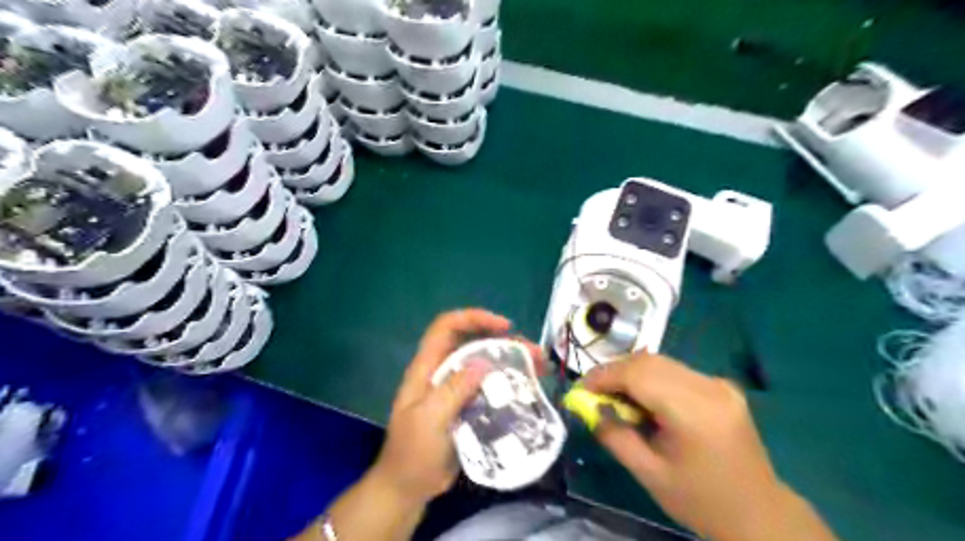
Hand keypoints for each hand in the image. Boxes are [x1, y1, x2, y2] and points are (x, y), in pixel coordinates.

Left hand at [375, 310, 539, 504]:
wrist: (409, 487)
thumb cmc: (412, 453)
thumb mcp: (428, 420)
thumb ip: (452, 390)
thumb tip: (482, 363)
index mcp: (427, 367)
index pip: (446, 327)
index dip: (473, 318)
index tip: (504, 326)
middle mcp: (443, 371)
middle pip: (473, 343)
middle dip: (504, 341)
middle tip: (534, 352)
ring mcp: (457, 389)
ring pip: (486, 364)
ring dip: (512, 361)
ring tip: (540, 366)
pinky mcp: (468, 406)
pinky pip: (491, 387)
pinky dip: (510, 383)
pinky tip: (530, 388)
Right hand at [580, 354, 838, 540]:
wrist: (759, 514)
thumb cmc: (700, 500)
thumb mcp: (649, 474)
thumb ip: (614, 436)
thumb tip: (588, 407)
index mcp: (694, 412)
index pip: (638, 374)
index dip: (604, 376)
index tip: (580, 389)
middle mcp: (709, 388)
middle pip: (649, 361)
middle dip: (614, 371)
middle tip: (593, 392)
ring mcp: (719, 384)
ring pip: (661, 362)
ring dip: (631, 372)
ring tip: (614, 395)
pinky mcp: (722, 386)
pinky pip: (676, 371)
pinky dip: (651, 377)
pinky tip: (643, 398)